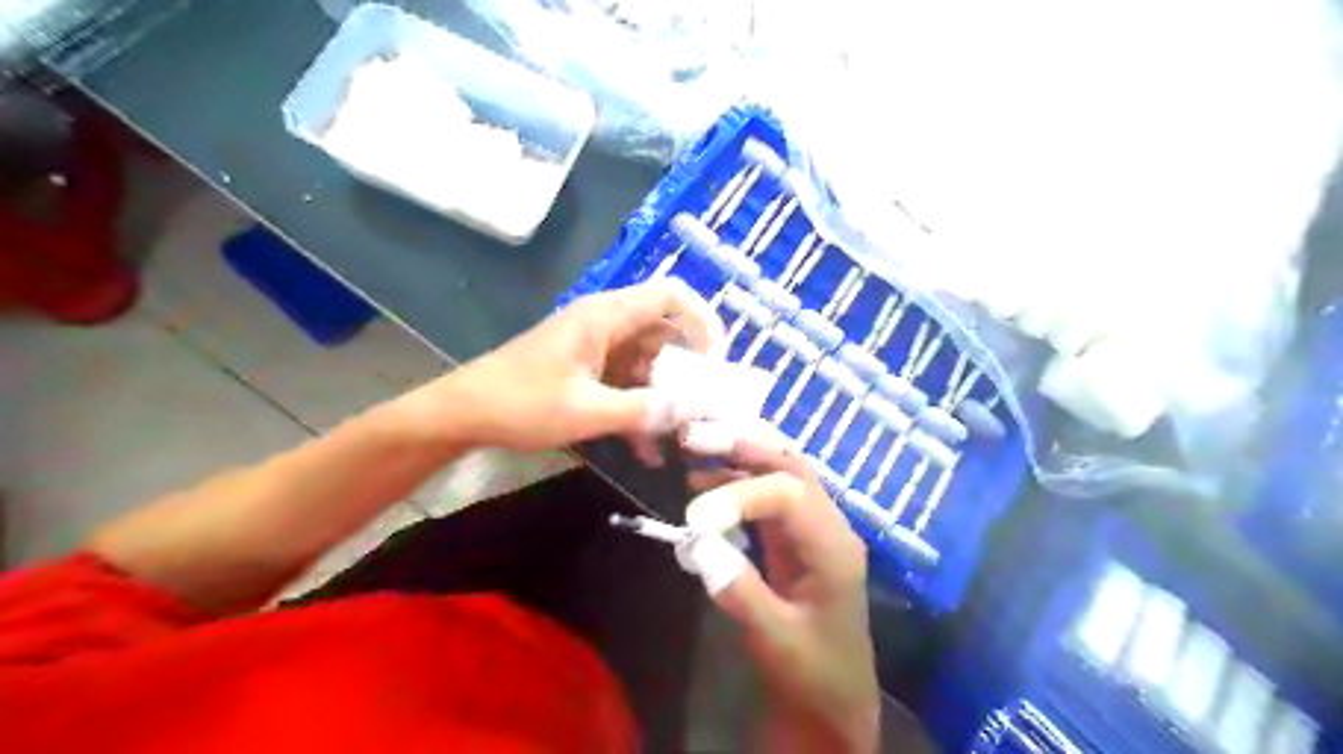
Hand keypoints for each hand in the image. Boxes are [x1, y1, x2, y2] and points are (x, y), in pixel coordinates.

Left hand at [404, 276, 722, 452]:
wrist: (462, 414)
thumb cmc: (519, 403)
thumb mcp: (585, 410)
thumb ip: (642, 410)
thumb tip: (694, 410)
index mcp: (605, 317)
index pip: (671, 295)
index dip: (703, 320)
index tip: (717, 363)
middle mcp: (607, 325)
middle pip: (666, 335)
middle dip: (689, 373)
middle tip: (706, 410)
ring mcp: (597, 349)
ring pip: (649, 366)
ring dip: (665, 400)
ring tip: (680, 440)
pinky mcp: (588, 371)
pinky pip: (627, 385)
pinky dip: (640, 411)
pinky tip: (648, 452)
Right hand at [683, 427, 882, 749]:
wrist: (832, 703)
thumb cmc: (812, 675)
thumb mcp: (777, 642)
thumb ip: (741, 593)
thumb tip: (698, 543)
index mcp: (835, 548)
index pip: (790, 495)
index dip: (741, 495)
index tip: (696, 517)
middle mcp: (828, 525)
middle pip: (791, 465)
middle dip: (744, 445)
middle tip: (696, 435)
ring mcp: (810, 528)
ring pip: (779, 471)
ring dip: (737, 454)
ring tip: (693, 447)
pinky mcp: (791, 537)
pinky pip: (764, 495)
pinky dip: (733, 481)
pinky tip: (702, 480)